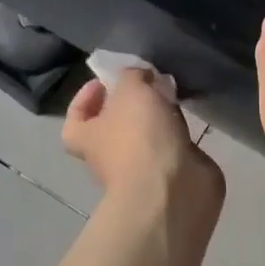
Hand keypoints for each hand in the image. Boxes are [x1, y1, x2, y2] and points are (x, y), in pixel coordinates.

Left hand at [63, 69, 223, 229]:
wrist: (172, 189)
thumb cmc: (139, 136)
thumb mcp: (130, 89)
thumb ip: (132, 76)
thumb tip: (140, 77)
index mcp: (88, 138)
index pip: (75, 120)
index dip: (85, 99)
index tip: (104, 82)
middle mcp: (110, 156)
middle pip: (113, 126)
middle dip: (128, 105)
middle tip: (147, 84)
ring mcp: (141, 169)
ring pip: (145, 136)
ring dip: (156, 117)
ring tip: (172, 94)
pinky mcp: (171, 175)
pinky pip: (171, 146)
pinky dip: (178, 132)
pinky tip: (189, 116)